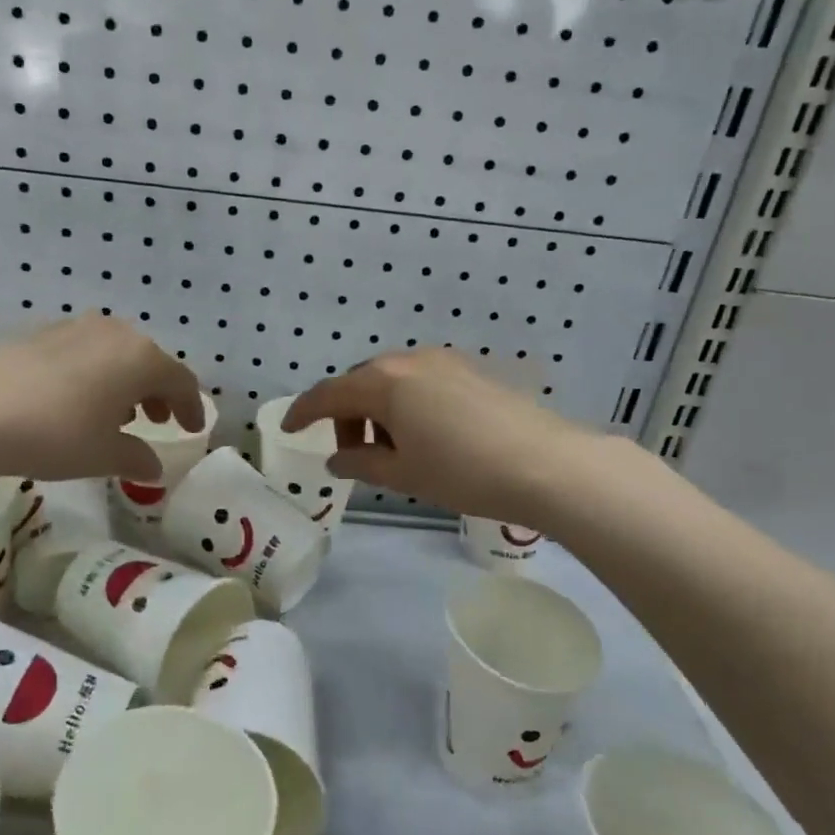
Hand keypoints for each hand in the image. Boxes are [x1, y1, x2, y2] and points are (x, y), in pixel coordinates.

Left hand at [0, 318, 204, 483]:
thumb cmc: (56, 433)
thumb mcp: (104, 455)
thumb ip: (137, 458)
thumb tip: (153, 466)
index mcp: (142, 358)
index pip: (181, 381)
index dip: (190, 407)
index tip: (192, 429)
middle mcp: (115, 333)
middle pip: (150, 361)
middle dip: (158, 392)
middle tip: (158, 420)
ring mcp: (76, 328)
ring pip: (116, 354)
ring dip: (126, 383)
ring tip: (118, 414)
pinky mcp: (41, 333)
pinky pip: (85, 352)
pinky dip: (95, 374)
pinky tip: (78, 401)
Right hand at [283, 349, 600, 527]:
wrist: (547, 464)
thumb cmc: (462, 471)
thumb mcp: (403, 474)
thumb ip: (360, 462)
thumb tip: (338, 457)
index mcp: (383, 382)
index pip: (328, 394)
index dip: (302, 412)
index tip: (288, 429)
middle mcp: (410, 360)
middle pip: (361, 383)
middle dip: (347, 416)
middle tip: (353, 454)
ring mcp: (444, 361)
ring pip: (393, 381)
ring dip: (379, 411)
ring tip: (393, 451)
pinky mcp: (471, 370)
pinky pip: (422, 382)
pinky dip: (408, 405)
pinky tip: (426, 436)